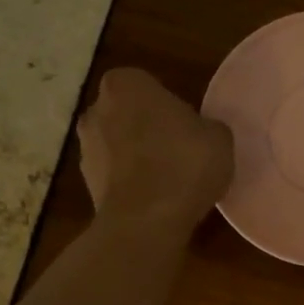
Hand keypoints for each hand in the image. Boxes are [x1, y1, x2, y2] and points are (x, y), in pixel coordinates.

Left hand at [77, 68, 233, 230]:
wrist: (146, 221)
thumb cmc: (184, 164)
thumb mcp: (218, 137)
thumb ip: (205, 126)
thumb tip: (200, 133)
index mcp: (125, 83)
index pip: (147, 85)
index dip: (167, 105)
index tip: (185, 126)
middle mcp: (96, 109)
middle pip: (126, 114)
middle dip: (145, 128)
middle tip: (177, 150)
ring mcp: (85, 148)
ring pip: (117, 146)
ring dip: (135, 157)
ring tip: (167, 180)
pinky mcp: (85, 184)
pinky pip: (114, 176)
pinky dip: (129, 183)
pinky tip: (153, 200)